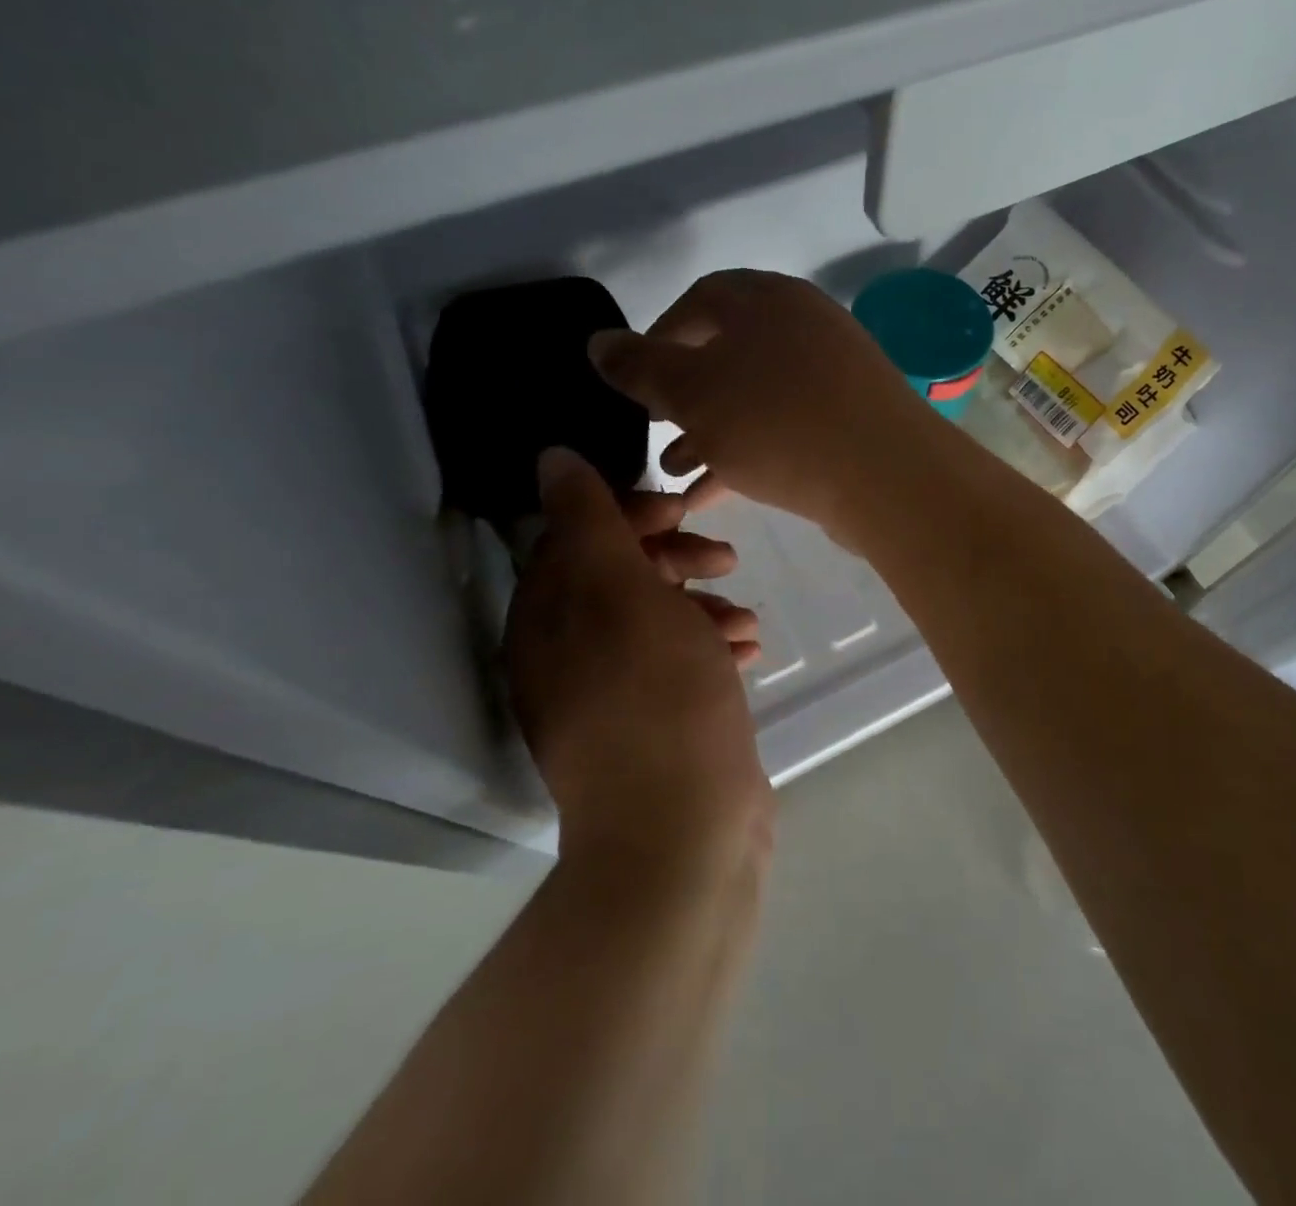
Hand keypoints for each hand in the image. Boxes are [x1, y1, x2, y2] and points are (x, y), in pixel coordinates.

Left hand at [504, 448, 772, 873]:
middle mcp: (568, 653)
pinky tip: (748, 648)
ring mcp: (613, 692)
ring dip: (701, 602)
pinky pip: (679, 660)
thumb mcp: (622, 595)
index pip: (576, 535)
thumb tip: (551, 457)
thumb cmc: (657, 701)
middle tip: (724, 557)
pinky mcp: (656, 720)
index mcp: (547, 619)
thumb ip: (589, 522)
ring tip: (743, 613)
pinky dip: (710, 644)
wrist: (684, 837)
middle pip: (619, 574)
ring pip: (656, 617)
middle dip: (674, 556)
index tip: (684, 512)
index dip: (631, 512)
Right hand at [588, 270, 942, 538]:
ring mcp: (834, 374)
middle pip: (729, 352)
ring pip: (755, 397)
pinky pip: (785, 427)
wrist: (885, 475)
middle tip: (656, 426)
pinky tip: (714, 493)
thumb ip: (641, 367)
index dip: (660, 336)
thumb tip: (598, 341)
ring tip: (676, 471)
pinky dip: (747, 452)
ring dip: (711, 430)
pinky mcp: (850, 419)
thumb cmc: (777, 422)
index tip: (637, 379)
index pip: (701, 300)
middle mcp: (804, 325)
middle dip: (685, 393)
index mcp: (767, 300)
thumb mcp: (693, 393)